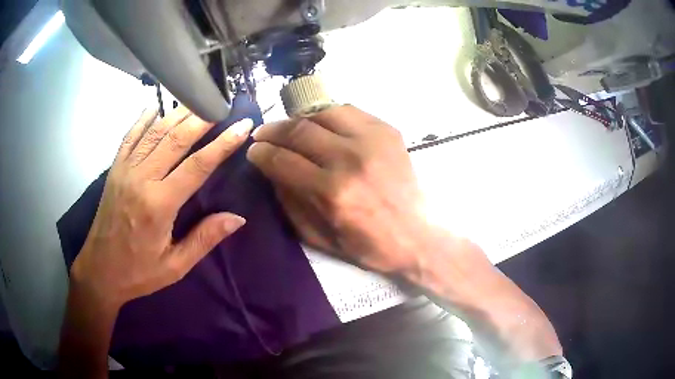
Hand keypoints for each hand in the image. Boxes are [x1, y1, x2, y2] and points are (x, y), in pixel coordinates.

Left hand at [71, 107, 252, 307]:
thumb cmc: (138, 273)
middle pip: (176, 138)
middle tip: (223, 104)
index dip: (223, 144)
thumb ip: (204, 239)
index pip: (197, 165)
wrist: (99, 271)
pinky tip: (157, 106)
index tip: (243, 126)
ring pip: (155, 131)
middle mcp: (141, 179)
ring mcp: (125, 170)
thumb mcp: (175, 266)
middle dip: (202, 117)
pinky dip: (144, 118)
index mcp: (159, 205)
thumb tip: (237, 218)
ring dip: (178, 112)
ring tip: (198, 99)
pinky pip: (131, 136)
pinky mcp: (115, 169)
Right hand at [247, 105, 434, 274]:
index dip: (261, 153)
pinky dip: (327, 115)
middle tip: (263, 135)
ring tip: (289, 128)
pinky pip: (349, 111)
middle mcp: (350, 159)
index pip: (282, 160)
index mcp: (331, 192)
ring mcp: (372, 141)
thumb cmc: (368, 245)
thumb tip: (271, 170)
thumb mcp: (319, 237)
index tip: (253, 151)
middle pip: (299, 131)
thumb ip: (289, 201)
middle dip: (273, 131)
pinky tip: (320, 124)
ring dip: (299, 119)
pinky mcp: (388, 132)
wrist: (416, 236)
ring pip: (322, 114)